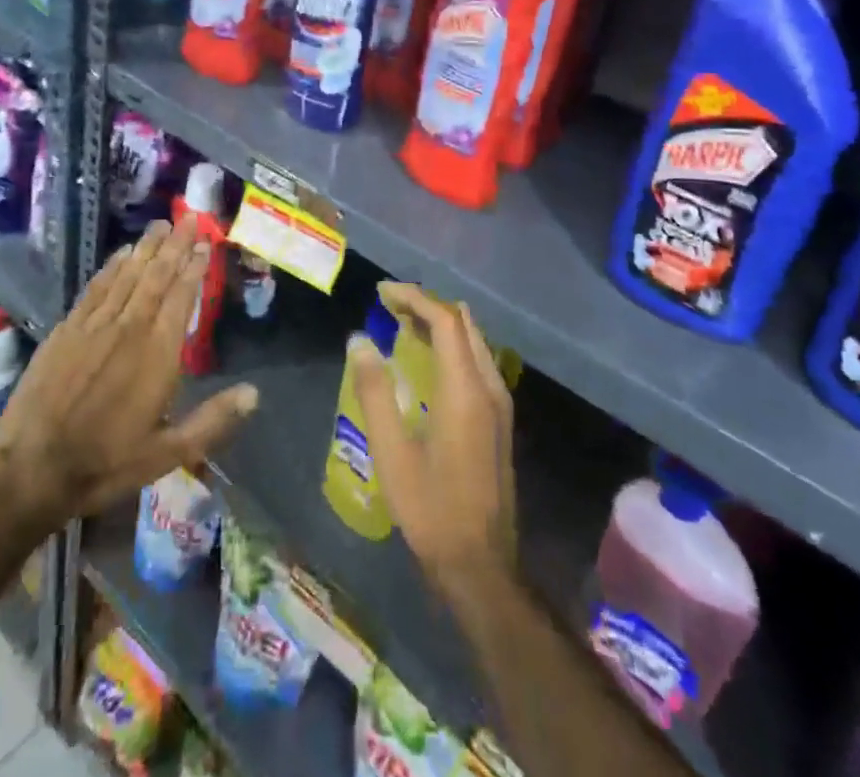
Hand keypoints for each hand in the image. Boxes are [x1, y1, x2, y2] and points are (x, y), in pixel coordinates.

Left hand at [0, 218, 258, 526]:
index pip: (182, 298)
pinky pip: (96, 287)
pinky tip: (121, 253)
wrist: (31, 468)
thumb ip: (212, 421)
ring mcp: (95, 325)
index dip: (195, 268)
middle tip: (189, 216)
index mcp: (158, 354)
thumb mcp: (167, 454)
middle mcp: (129, 328)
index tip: (206, 243)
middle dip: (175, 245)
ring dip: (146, 248)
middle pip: (157, 276)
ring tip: (161, 224)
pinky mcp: (67, 329)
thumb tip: (255, 393)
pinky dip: (112, 267)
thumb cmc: (105, 463)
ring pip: (127, 275)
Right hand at [350, 282, 516, 586]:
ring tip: (401, 326)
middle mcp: (490, 387)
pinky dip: (451, 347)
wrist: (481, 566)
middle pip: (463, 324)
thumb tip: (359, 340)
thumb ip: (375, 390)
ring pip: (473, 342)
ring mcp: (500, 405)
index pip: (445, 320)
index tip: (381, 293)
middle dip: (427, 305)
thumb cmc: (431, 509)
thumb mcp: (392, 451)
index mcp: (466, 390)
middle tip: (388, 306)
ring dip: (440, 325)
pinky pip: (477, 362)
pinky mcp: (500, 421)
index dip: (414, 298)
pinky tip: (426, 363)